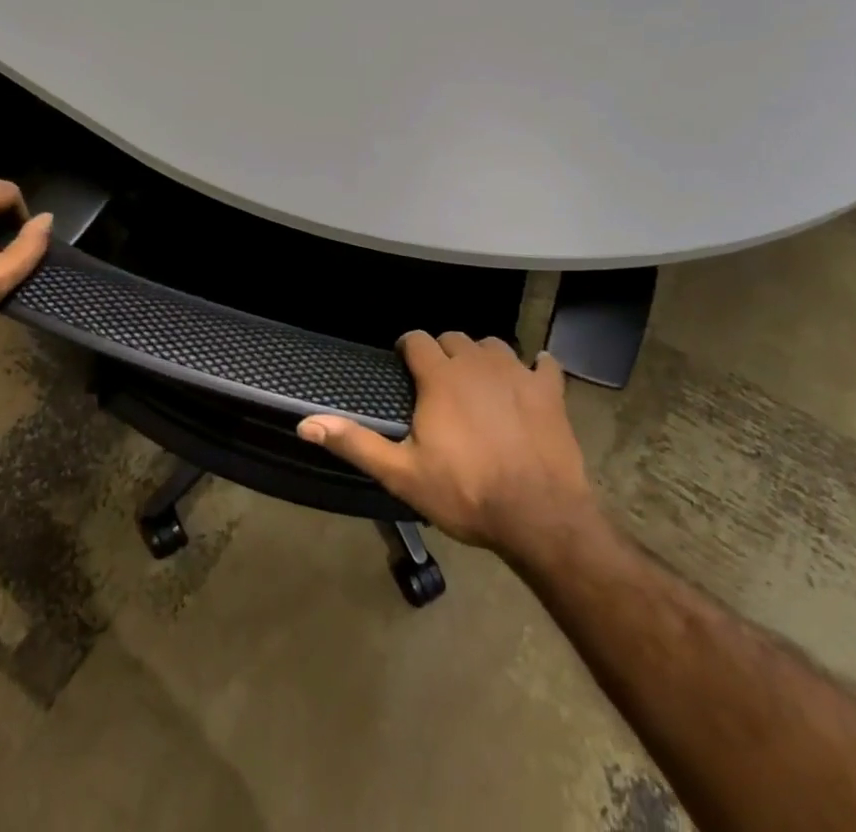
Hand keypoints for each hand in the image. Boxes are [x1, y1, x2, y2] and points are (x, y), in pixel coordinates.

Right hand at [298, 332, 597, 557]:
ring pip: (494, 345)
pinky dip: (536, 368)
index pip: (417, 339)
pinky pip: (544, 363)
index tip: (405, 365)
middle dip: (443, 353)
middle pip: (454, 338)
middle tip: (439, 383)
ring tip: (479, 383)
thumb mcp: (402, 474)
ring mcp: (518, 373)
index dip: (408, 348)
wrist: (539, 516)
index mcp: (440, 376)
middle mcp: (477, 362)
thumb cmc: (465, 493)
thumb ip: (355, 443)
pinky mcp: (550, 391)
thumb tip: (305, 423)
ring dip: (483, 357)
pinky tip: (532, 379)